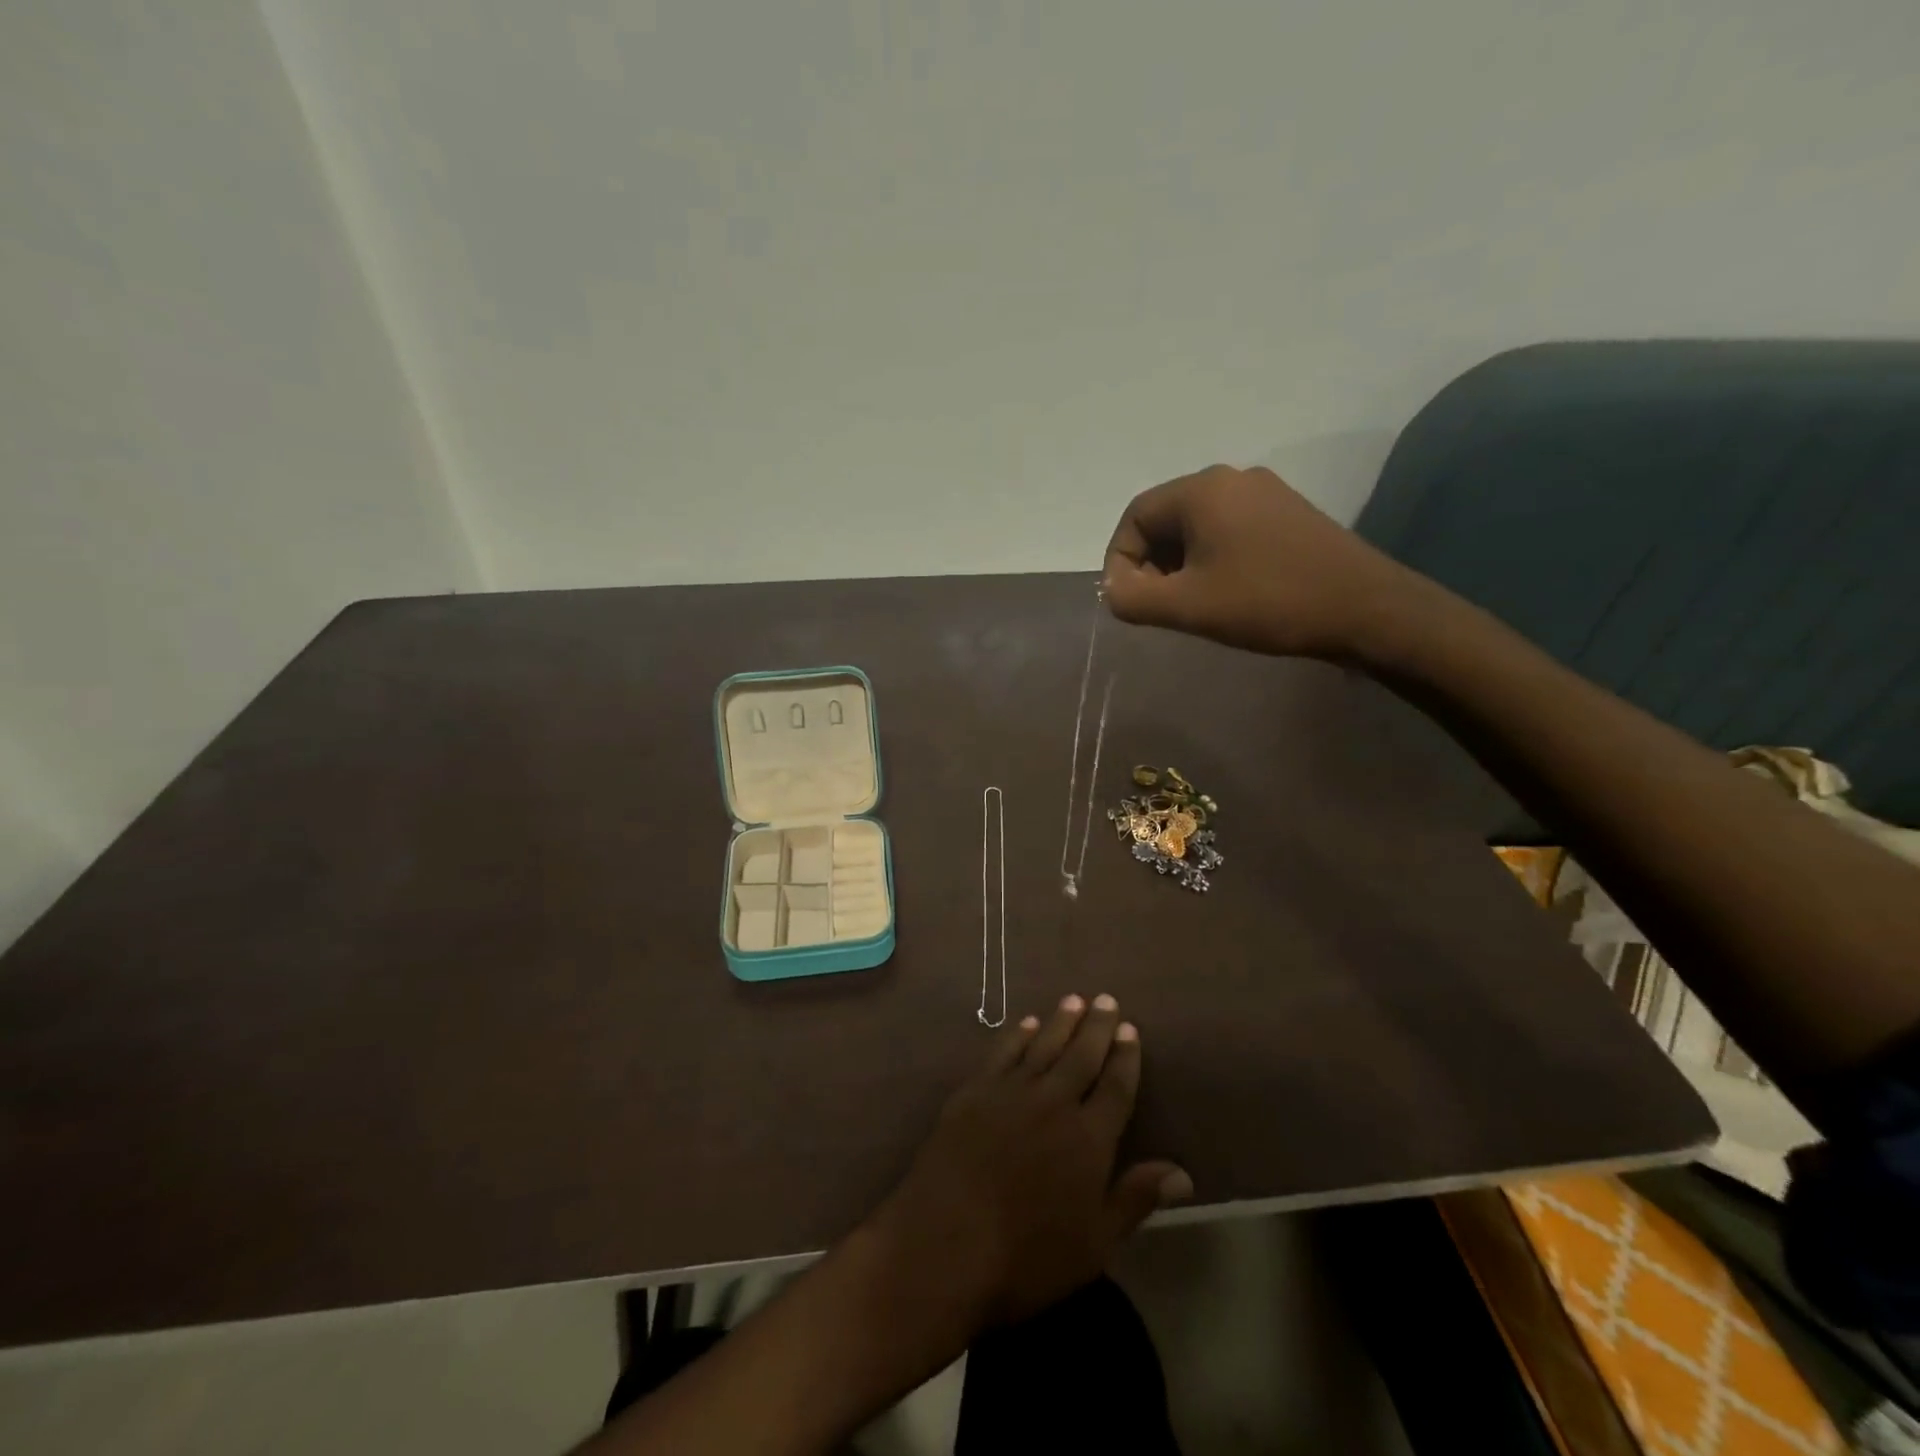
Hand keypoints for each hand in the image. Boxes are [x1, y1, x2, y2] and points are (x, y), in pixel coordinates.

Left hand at [865, 995, 1190, 1327]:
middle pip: (1082, 1055)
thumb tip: (1183, 1173)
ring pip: (1043, 1045)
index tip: (1130, 1030)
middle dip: (1097, 1027)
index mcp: (1089, 1138)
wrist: (945, 1242)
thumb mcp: (1094, 1244)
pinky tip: (1026, 1024)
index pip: (1115, 1087)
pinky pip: (1003, 1053)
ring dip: (1061, 1021)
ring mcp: (1011, 1092)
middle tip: (1107, 1000)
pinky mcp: (974, 1092)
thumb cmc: (1027, 1256)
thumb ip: (1135, 1198)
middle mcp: (1054, 1102)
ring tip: (1074, 999)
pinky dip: (1018, 1035)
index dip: (1125, 1058)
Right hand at [1103, 463, 1423, 661]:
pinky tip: (1226, 594)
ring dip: (1180, 565)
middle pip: (1165, 518)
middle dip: (1150, 564)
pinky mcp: (1287, 514)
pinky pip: (1228, 531)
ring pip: (1197, 527)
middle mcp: (1231, 478)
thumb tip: (1114, 589)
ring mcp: (1264, 493)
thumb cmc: (1267, 602)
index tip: (1130, 601)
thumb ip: (1132, 598)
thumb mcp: (1187, 606)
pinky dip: (1211, 560)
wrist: (1365, 608)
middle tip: (1159, 607)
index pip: (1135, 515)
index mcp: (1202, 490)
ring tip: (1191, 605)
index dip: (1120, 560)